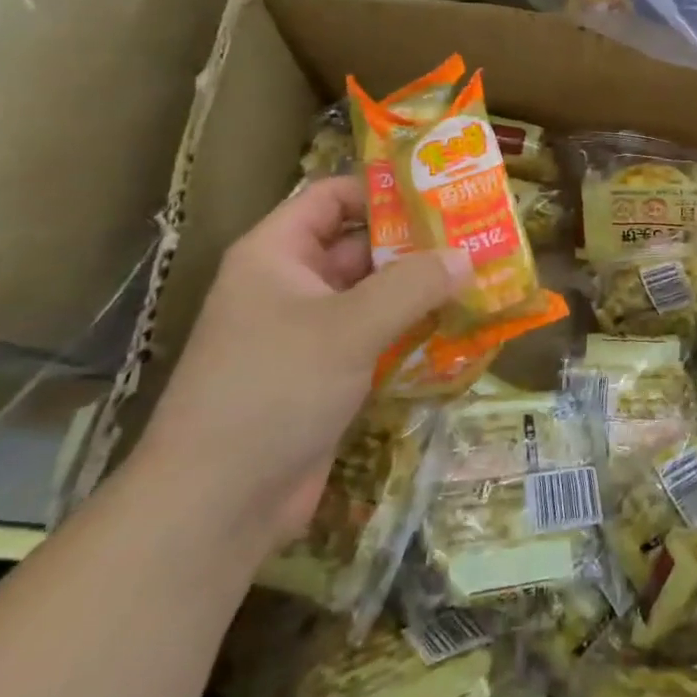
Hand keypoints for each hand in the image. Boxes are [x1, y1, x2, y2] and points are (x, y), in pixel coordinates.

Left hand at [136, 176, 469, 551]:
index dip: (383, 190)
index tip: (442, 194)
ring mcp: (307, 334)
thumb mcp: (349, 327)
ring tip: (481, 279)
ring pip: (373, 296)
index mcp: (276, 254)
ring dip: (420, 291)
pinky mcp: (325, 376)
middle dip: (416, 243)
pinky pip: (375, 338)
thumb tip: (466, 256)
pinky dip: (412, 332)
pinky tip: (459, 330)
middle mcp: (290, 285)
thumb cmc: (273, 390)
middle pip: (360, 246)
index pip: (331, 197)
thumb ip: (412, 285)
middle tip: (478, 237)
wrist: (216, 506)